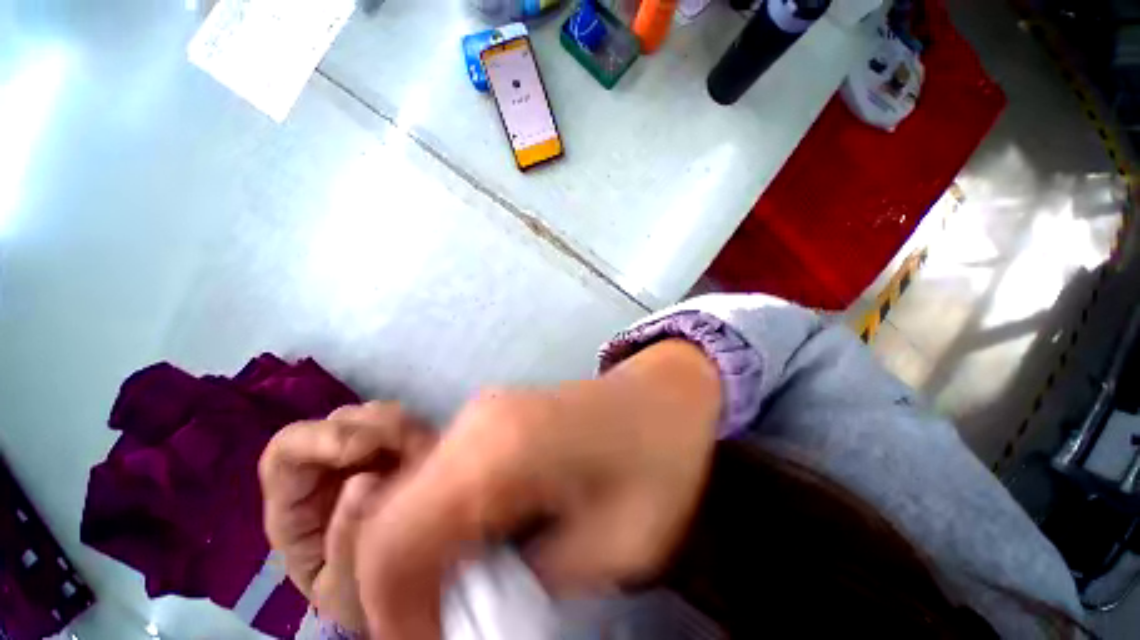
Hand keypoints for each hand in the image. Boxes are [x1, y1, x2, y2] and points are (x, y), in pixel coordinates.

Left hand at [258, 401, 434, 631]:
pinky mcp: (399, 451)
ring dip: (403, 429)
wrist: (395, 602)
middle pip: (340, 421)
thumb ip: (345, 541)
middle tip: (410, 449)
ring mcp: (366, 457)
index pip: (288, 450)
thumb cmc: (360, 599)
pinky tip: (431, 456)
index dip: (320, 438)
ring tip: (424, 458)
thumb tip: (364, 478)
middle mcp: (328, 471)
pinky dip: (422, 433)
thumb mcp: (344, 589)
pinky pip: (410, 425)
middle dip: (374, 428)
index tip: (362, 448)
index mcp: (296, 504)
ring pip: (378, 416)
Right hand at [349, 339, 722, 639]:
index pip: (391, 546)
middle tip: (449, 628)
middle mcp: (474, 423)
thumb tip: (471, 609)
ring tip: (469, 593)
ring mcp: (479, 413)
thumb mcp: (612, 547)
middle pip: (388, 521)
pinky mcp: (489, 418)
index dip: (392, 617)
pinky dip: (440, 528)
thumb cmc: (656, 463)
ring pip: (407, 500)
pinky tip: (482, 543)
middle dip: (403, 591)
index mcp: (498, 450)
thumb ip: (530, 586)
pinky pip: (437, 481)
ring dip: (421, 559)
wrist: (665, 394)